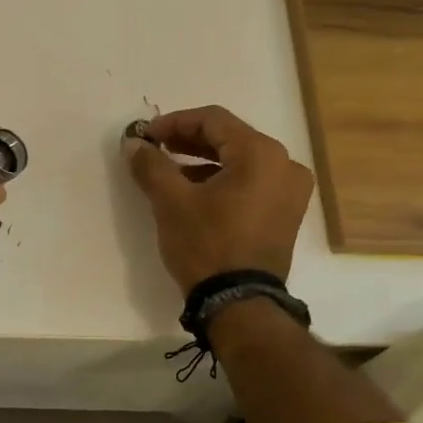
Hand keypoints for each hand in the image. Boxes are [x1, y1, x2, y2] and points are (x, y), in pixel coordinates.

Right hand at [124, 105, 313, 292]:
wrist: (238, 302)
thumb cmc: (206, 244)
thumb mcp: (171, 202)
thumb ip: (151, 165)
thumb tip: (132, 143)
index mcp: (261, 154)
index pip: (213, 120)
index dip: (174, 122)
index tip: (145, 135)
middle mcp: (284, 165)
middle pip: (229, 138)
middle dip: (187, 141)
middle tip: (154, 149)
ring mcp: (290, 191)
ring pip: (239, 161)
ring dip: (202, 161)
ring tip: (168, 172)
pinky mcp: (284, 213)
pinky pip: (250, 182)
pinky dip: (221, 180)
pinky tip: (193, 192)